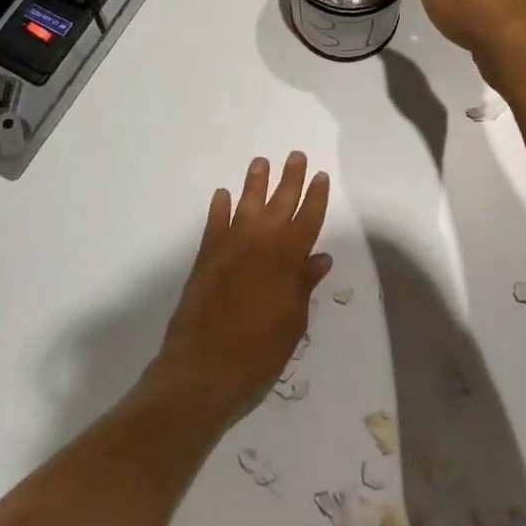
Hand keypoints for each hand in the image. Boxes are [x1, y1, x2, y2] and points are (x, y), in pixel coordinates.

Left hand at [151, 152, 331, 423]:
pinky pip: (214, 225)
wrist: (204, 368)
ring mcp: (230, 249)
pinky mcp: (206, 259)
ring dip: (255, 183)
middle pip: (279, 203)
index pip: (308, 219)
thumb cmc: (260, 350)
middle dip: (290, 179)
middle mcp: (260, 244)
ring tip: (261, 162)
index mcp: (288, 259)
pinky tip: (222, 195)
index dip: (316, 197)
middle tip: (296, 156)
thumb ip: (304, 284)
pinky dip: (219, 209)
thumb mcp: (294, 320)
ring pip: (246, 205)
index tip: (321, 176)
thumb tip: (320, 257)